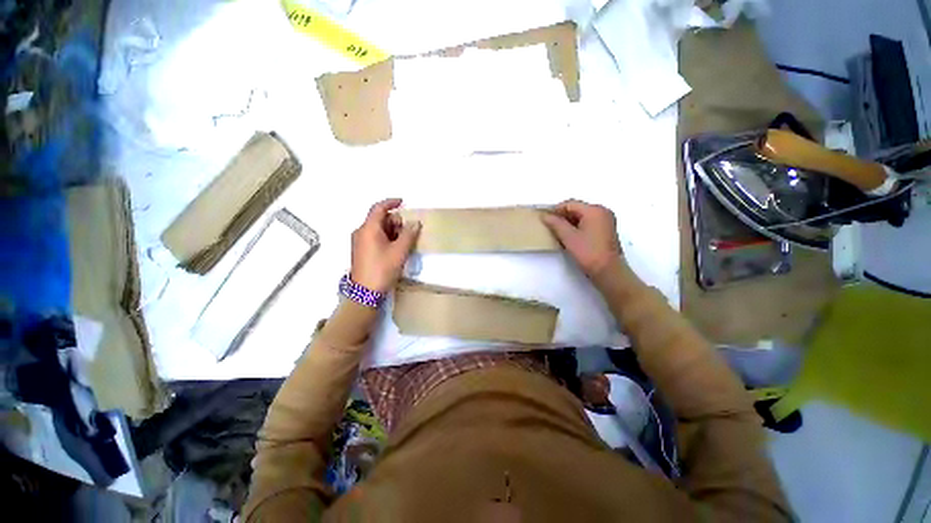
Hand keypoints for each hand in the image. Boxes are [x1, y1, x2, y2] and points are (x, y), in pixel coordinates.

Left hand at [350, 198, 420, 292]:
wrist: (365, 292)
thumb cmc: (382, 269)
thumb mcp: (399, 251)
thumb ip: (409, 234)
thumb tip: (415, 223)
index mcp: (368, 229)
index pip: (379, 208)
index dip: (391, 202)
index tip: (403, 202)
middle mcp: (361, 232)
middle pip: (379, 218)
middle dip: (395, 221)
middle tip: (408, 231)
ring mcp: (360, 242)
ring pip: (378, 229)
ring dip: (392, 231)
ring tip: (404, 242)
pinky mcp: (361, 250)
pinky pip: (375, 237)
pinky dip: (386, 238)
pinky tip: (396, 248)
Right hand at [541, 199, 621, 277]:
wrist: (608, 271)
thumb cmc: (588, 252)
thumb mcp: (568, 237)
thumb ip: (556, 224)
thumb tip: (545, 215)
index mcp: (594, 210)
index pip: (570, 204)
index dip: (556, 209)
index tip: (545, 218)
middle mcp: (603, 211)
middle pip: (577, 208)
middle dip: (563, 216)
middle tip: (550, 225)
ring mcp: (606, 220)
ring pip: (583, 216)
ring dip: (569, 221)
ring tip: (558, 231)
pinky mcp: (606, 230)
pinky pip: (589, 222)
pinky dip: (578, 226)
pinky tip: (569, 236)